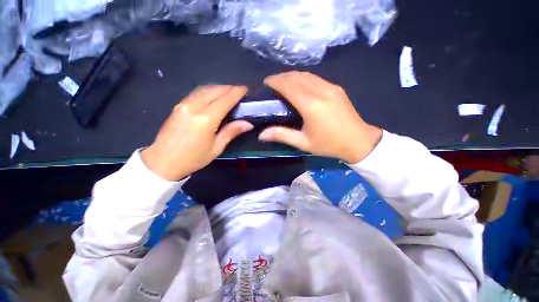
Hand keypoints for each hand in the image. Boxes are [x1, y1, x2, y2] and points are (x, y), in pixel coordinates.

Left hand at [141, 85, 252, 180]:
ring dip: (219, 88)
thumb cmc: (193, 158)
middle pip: (215, 90)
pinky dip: (208, 91)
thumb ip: (231, 132)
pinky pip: (196, 93)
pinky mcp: (178, 106)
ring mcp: (184, 104)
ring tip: (229, 92)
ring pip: (205, 89)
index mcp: (206, 119)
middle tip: (239, 91)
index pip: (225, 100)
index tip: (245, 89)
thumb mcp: (216, 148)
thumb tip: (248, 124)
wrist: (163, 162)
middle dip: (229, 88)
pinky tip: (214, 96)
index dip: (236, 93)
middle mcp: (194, 107)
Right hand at [259, 71, 381, 162]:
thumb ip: (282, 135)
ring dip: (292, 76)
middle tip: (272, 83)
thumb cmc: (329, 144)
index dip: (275, 81)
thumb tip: (261, 135)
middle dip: (282, 77)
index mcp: (311, 105)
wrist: (358, 141)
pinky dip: (303, 78)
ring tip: (283, 83)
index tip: (266, 82)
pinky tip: (299, 86)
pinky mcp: (336, 88)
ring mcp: (331, 87)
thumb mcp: (303, 143)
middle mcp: (321, 91)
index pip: (289, 86)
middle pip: (297, 76)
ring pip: (307, 75)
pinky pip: (315, 78)